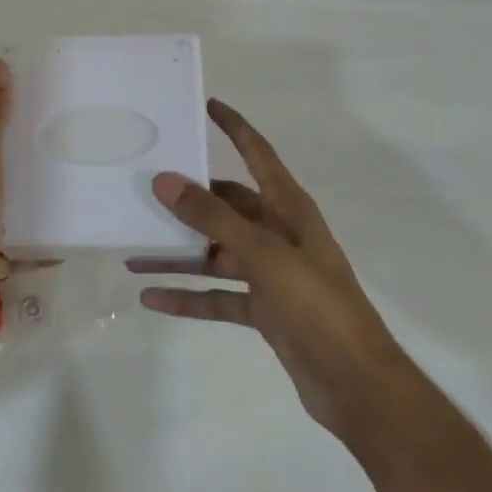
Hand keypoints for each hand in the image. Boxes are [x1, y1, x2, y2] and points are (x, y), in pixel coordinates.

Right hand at [130, 99, 405, 437]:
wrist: (358, 386)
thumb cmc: (317, 306)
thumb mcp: (263, 255)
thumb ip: (213, 219)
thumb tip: (165, 180)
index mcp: (288, 209)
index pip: (258, 154)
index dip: (234, 127)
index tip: (207, 105)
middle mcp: (278, 234)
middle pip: (226, 206)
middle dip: (187, 203)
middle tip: (143, 193)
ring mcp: (270, 273)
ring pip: (215, 254)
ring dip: (178, 255)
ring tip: (133, 253)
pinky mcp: (263, 309)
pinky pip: (217, 296)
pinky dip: (188, 297)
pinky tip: (151, 298)